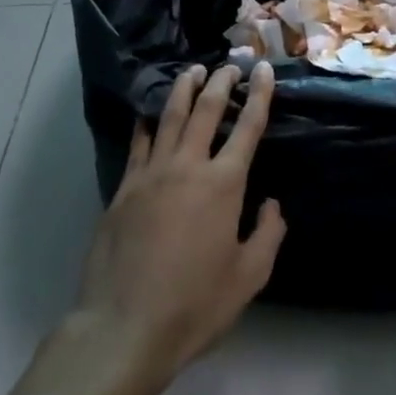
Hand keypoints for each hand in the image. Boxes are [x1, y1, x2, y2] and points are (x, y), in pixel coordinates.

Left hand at [73, 63, 285, 389]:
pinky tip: (149, 112)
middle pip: (207, 110)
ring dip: (184, 89)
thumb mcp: (248, 277)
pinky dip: (147, 122)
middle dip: (221, 82)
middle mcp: (188, 166)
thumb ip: (268, 234)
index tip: (265, 69)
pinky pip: (138, 143)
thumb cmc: (194, 305)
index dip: (260, 94)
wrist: (123, 327)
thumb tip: (272, 203)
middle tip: (230, 66)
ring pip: (169, 116)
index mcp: (224, 184)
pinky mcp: (124, 188)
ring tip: (193, 70)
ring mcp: (151, 174)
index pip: (248, 126)